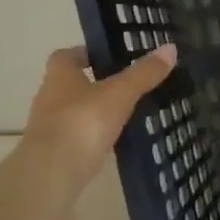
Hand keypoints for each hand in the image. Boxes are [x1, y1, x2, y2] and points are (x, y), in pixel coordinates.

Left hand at [22, 44, 177, 187]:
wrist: (52, 172)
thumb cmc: (83, 122)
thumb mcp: (120, 94)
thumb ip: (143, 73)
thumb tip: (170, 47)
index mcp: (60, 76)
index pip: (67, 56)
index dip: (86, 53)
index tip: (109, 56)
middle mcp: (49, 98)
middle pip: (70, 84)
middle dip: (94, 82)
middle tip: (125, 84)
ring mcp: (50, 127)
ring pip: (74, 111)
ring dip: (94, 110)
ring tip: (125, 112)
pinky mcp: (57, 153)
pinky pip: (78, 137)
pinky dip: (93, 135)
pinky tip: (114, 140)